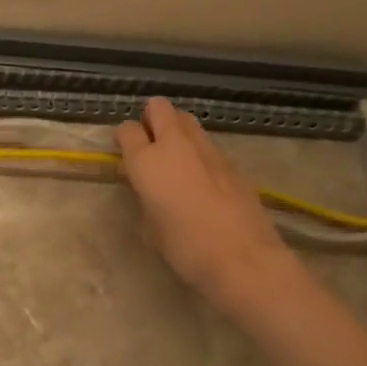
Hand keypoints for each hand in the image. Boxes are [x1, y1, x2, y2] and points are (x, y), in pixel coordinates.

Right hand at [116, 97, 295, 310]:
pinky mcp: (231, 161)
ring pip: (186, 119)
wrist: (243, 258)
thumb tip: (148, 190)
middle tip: (149, 144)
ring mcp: (207, 150)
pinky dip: (198, 150)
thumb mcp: (150, 227)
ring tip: (174, 158)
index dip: (123, 138)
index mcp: (147, 161)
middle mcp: (175, 145)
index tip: (123, 152)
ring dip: (176, 129)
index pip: (127, 129)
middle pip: (159, 107)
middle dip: (151, 118)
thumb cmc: (185, 247)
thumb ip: (144, 199)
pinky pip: (206, 143)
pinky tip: (200, 178)